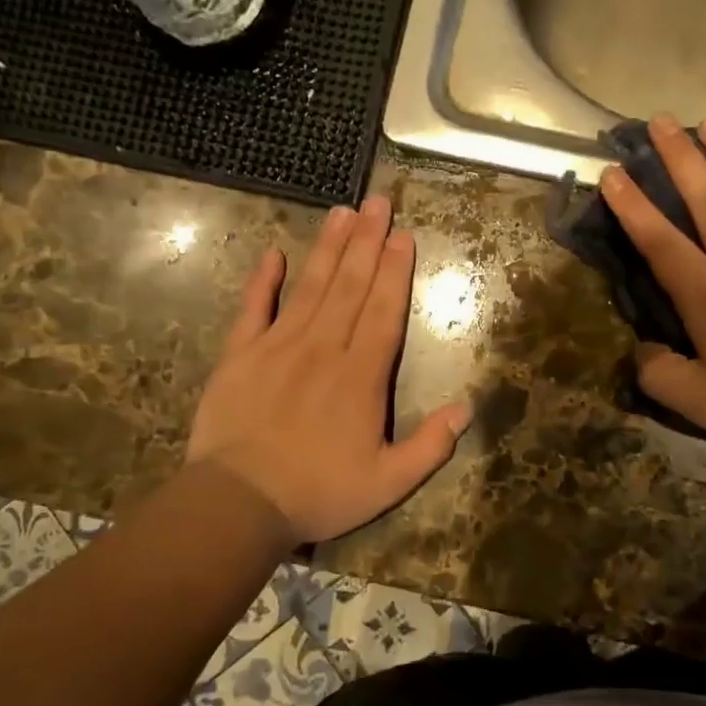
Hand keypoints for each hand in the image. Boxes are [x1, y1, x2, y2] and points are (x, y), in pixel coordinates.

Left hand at [187, 196, 471, 542]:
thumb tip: (466, 407)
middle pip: (351, 286)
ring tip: (343, 212)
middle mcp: (323, 349)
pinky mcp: (239, 355)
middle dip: (368, 242)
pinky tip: (273, 253)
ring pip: (310, 287)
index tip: (403, 236)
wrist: (239, 503)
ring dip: (329, 248)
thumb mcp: (389, 482)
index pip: (384, 311)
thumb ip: (431, 446)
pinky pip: (252, 309)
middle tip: (379, 201)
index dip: (396, 272)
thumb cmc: (319, 493)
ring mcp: (278, 347)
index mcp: (361, 376)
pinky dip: (262, 280)